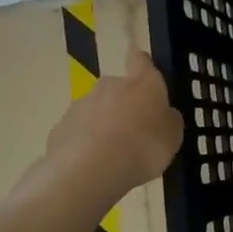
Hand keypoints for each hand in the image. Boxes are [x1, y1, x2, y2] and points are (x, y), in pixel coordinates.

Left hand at [39, 48, 184, 202]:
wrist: (89, 170)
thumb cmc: (143, 147)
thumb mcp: (172, 137)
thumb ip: (168, 121)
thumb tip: (164, 115)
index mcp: (142, 82)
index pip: (140, 60)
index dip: (141, 62)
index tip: (140, 65)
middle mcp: (110, 86)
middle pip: (117, 89)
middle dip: (124, 104)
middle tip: (133, 131)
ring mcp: (80, 106)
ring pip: (96, 111)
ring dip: (104, 126)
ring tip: (112, 155)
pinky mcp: (59, 129)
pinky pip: (78, 133)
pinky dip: (85, 145)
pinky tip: (92, 166)